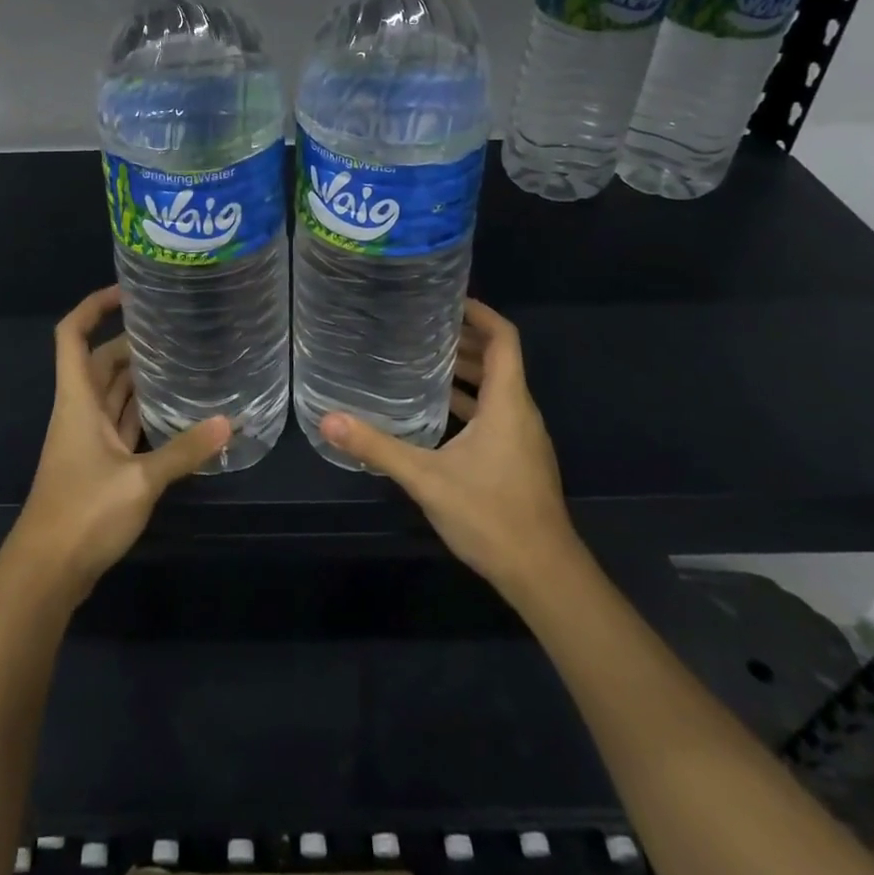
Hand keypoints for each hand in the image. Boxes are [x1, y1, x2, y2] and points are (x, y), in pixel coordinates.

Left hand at [7, 286, 229, 605]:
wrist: (46, 573)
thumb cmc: (83, 513)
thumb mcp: (139, 481)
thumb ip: (184, 451)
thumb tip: (230, 422)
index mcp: (78, 400)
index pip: (72, 335)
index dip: (93, 306)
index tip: (127, 292)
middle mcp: (80, 411)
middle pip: (101, 361)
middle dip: (131, 342)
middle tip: (174, 329)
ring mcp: (87, 439)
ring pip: (112, 393)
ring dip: (139, 377)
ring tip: (180, 360)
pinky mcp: (98, 465)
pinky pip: (121, 423)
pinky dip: (142, 412)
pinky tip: (174, 411)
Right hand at [320, 298, 575, 596]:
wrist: (544, 576)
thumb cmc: (491, 516)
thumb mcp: (427, 478)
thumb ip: (378, 447)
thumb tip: (328, 419)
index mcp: (508, 403)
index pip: (504, 338)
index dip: (480, 313)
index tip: (447, 298)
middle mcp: (521, 413)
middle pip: (498, 360)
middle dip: (463, 339)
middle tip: (420, 326)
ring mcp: (523, 439)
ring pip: (496, 389)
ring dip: (465, 372)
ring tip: (421, 361)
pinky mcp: (519, 461)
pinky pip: (495, 414)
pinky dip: (469, 402)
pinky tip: (435, 414)